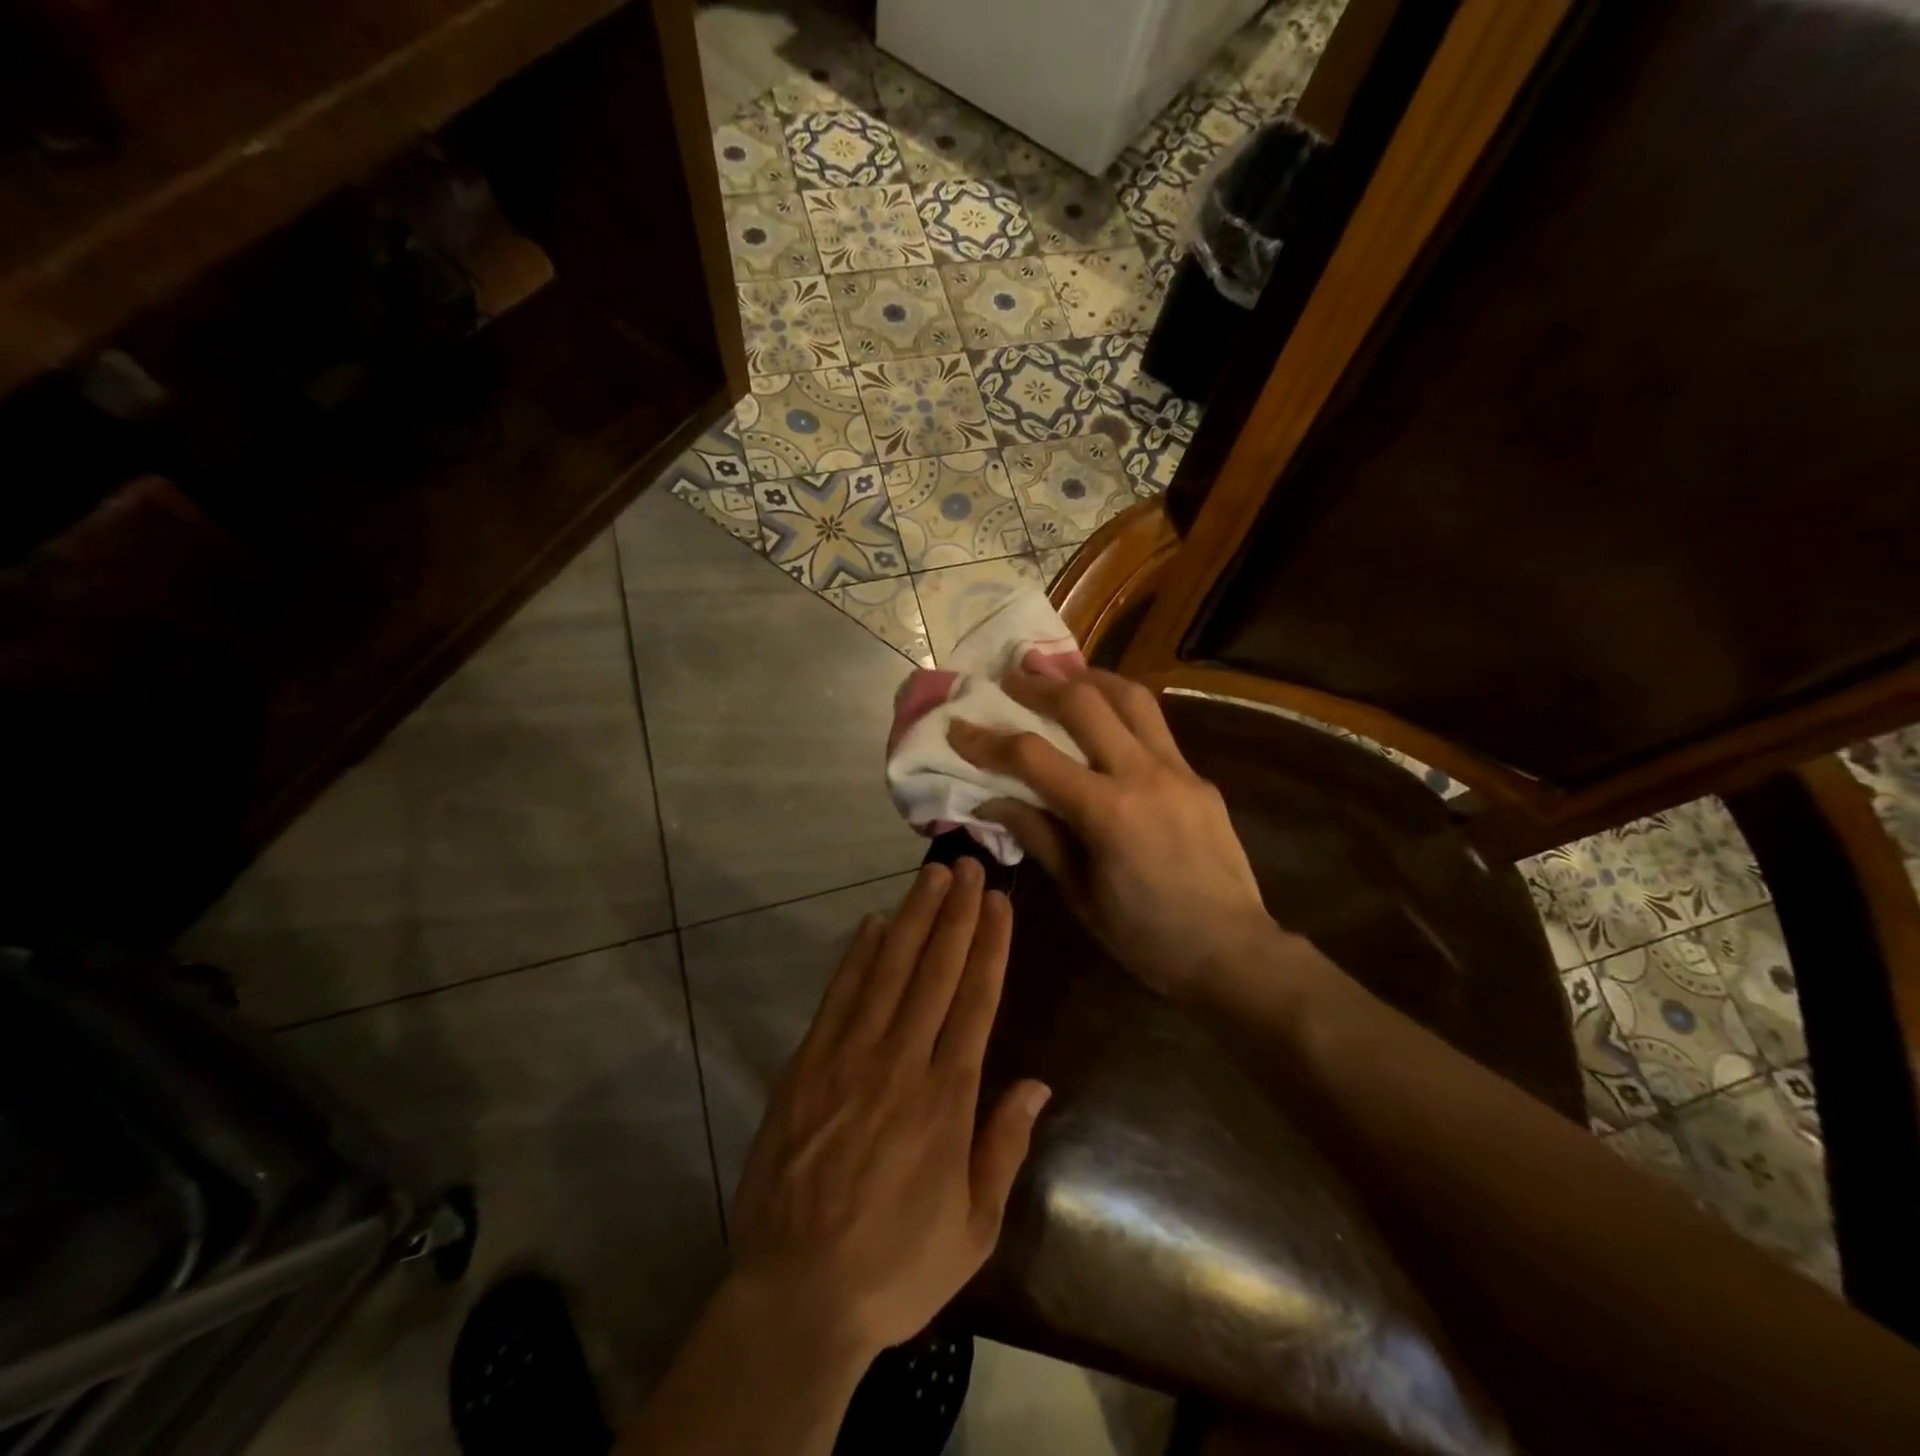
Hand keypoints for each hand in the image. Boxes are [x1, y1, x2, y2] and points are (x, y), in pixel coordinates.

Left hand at [728, 859, 1050, 1357]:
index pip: (974, 1001)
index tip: (998, 902)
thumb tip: (1039, 1083)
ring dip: (911, 919)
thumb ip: (1005, 1145)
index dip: (989, 946)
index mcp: (946, 1100)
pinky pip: (837, 998)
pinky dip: (856, 957)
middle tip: (967, 866)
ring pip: (887, 971)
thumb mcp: (974, 1226)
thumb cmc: (897, 1267)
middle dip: (954, 914)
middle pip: (933, 972)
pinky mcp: (806, 1066)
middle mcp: (899, 1064)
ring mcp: (847, 1060)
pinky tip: (870, 924)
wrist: (796, 1297)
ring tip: (931, 878)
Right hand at [947, 670, 1276, 998]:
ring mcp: (1178, 770)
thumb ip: (1038, 836)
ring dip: (1089, 678)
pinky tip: (1105, 722)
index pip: (1033, 757)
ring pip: (1131, 697)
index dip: (988, 741)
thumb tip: (990, 801)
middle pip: (1085, 703)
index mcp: (1107, 812)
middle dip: (1040, 685)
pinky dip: (1121, 711)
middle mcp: (1143, 775)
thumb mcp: (1079, 894)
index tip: (958, 727)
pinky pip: (1154, 728)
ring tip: (1061, 675)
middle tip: (1010, 677)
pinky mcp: (1198, 777)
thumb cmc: (1146, 937)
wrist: (1232, 952)